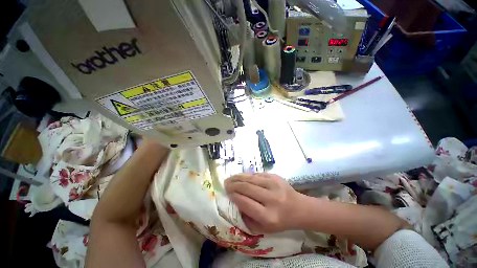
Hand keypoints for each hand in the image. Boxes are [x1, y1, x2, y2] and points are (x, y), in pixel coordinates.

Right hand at [225, 173, 305, 233]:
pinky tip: (242, 176)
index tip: (227, 193)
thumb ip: (248, 218)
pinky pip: (257, 174)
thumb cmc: (281, 221)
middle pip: (247, 188)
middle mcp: (271, 199)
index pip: (245, 202)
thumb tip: (235, 203)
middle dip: (234, 184)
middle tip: (225, 183)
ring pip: (251, 178)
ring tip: (230, 178)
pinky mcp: (275, 176)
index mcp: (268, 216)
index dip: (234, 196)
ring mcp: (274, 185)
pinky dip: (248, 175)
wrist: (299, 208)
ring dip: (238, 177)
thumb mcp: (264, 228)